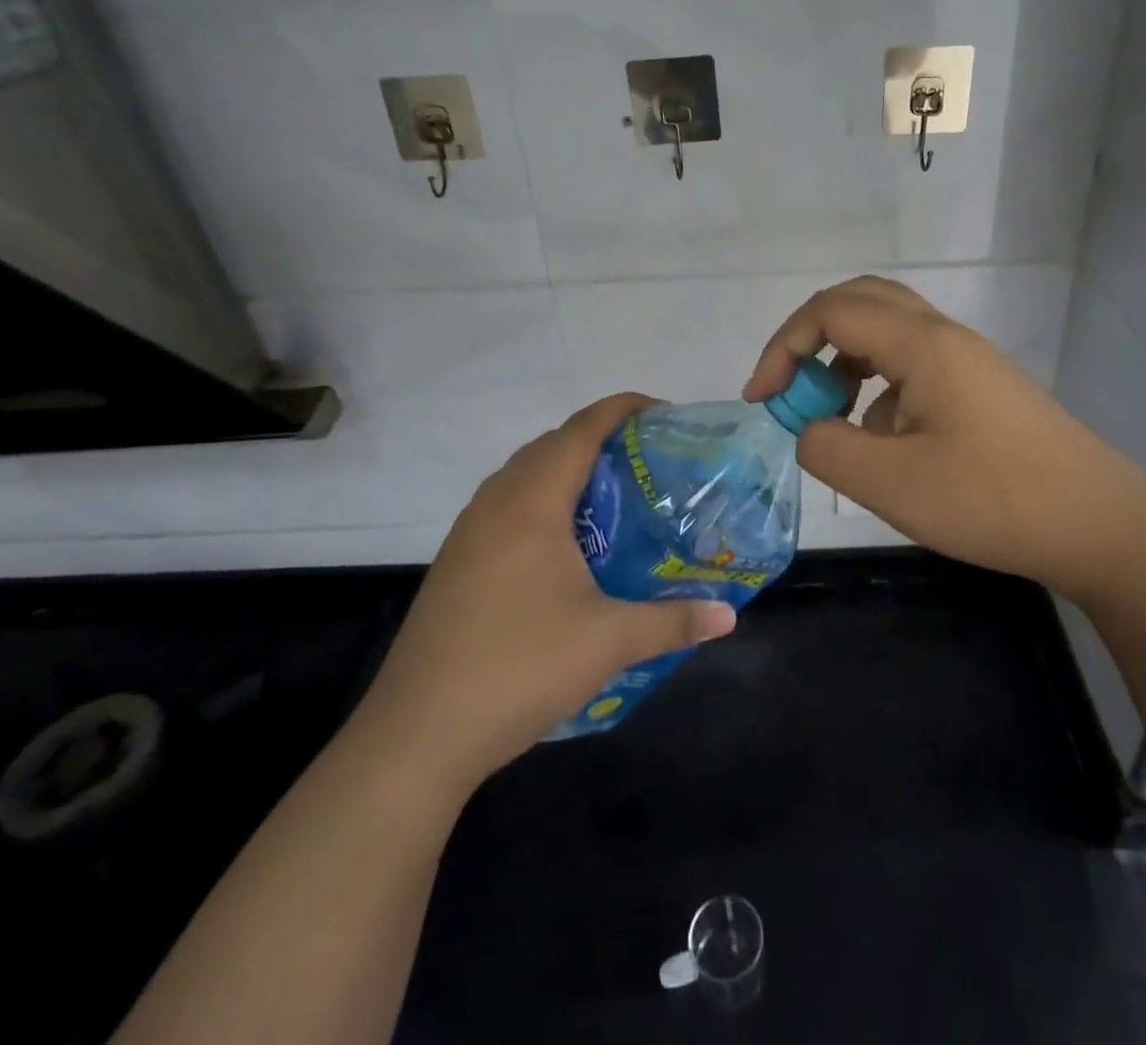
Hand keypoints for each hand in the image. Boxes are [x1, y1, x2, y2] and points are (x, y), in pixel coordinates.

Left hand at [355, 394, 737, 786]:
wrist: (416, 735)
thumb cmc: (519, 668)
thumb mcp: (608, 642)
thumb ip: (673, 621)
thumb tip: (729, 615)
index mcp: (531, 503)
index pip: (580, 430)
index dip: (621, 409)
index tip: (661, 412)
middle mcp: (495, 504)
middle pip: (550, 445)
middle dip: (598, 437)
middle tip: (646, 459)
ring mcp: (467, 533)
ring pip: (522, 475)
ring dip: (565, 469)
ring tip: (611, 496)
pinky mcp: (455, 563)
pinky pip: (505, 506)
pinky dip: (541, 501)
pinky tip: (564, 545)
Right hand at [743, 276, 1145, 599]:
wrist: (1098, 525)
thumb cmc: (993, 500)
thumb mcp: (892, 483)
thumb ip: (827, 447)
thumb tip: (808, 428)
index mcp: (922, 344)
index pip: (831, 311)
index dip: (783, 347)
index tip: (761, 400)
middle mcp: (944, 337)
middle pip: (861, 302)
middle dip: (811, 338)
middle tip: (789, 388)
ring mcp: (966, 361)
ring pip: (886, 333)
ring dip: (845, 362)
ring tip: (832, 418)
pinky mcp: (978, 389)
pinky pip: (912, 367)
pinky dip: (878, 388)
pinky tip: (883, 442)